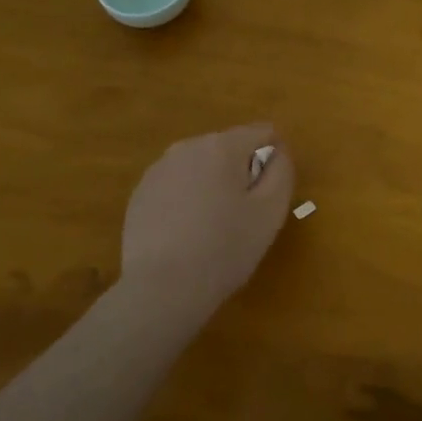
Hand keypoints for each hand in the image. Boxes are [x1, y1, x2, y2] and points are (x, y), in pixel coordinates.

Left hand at [119, 124, 295, 327]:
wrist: (162, 288)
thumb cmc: (225, 248)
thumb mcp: (271, 211)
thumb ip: (281, 170)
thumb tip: (277, 150)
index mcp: (222, 145)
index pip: (262, 132)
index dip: (274, 159)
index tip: (269, 195)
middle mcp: (187, 147)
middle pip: (228, 148)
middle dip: (241, 172)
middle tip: (243, 215)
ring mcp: (158, 170)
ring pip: (200, 167)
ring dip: (213, 186)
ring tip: (213, 228)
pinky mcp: (139, 195)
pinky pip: (176, 187)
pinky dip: (187, 201)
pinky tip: (186, 235)